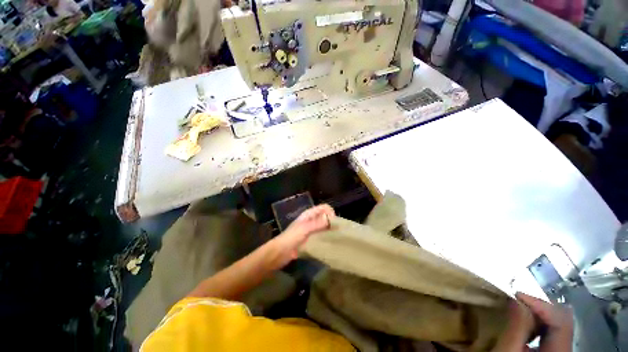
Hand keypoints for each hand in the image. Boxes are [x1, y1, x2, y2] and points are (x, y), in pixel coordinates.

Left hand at [269, 204, 334, 267]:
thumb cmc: (291, 237)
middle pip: (325, 216)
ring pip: (324, 226)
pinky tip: (330, 243)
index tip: (335, 223)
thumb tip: (330, 218)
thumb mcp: (304, 228)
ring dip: (329, 230)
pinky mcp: (311, 239)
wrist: (280, 252)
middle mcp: (311, 220)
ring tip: (336, 238)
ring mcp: (311, 230)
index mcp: (309, 214)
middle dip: (332, 221)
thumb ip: (317, 223)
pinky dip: (326, 237)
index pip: (323, 208)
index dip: (330, 212)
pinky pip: (321, 235)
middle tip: (337, 232)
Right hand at [493, 292, 572, 351]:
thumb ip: (516, 327)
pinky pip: (553, 329)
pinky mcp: (556, 350)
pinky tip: (526, 323)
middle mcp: (566, 349)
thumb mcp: (508, 351)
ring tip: (520, 310)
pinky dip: (539, 322)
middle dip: (539, 307)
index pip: (561, 319)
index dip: (541, 304)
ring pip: (559, 322)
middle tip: (517, 302)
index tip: (517, 294)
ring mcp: (563, 349)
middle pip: (563, 319)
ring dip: (539, 313)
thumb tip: (517, 300)